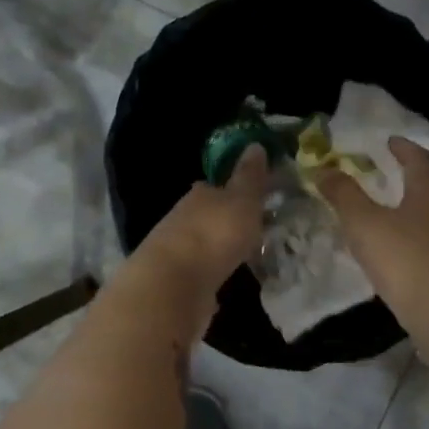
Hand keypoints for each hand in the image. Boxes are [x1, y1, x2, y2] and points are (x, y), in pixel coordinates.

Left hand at [131, 144, 269, 296]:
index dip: (232, 191)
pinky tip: (225, 279)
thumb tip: (254, 144)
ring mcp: (177, 252)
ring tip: (245, 256)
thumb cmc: (214, 233)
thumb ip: (250, 177)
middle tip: (253, 228)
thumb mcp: (242, 200)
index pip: (214, 187)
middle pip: (207, 216)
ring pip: (203, 245)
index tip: (251, 198)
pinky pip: (200, 273)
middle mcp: (183, 219)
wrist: (174, 284)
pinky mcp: (176, 282)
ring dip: (219, 249)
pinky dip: (212, 274)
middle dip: (226, 221)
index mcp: (199, 196)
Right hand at [317, 138, 428, 336]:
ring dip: (410, 207)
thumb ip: (343, 195)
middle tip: (382, 173)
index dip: (403, 147)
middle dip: (407, 176)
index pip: (419, 159)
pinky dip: (414, 236)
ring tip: (386, 211)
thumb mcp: (364, 224)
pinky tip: (397, 250)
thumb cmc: (406, 261)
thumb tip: (323, 169)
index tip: (388, 141)